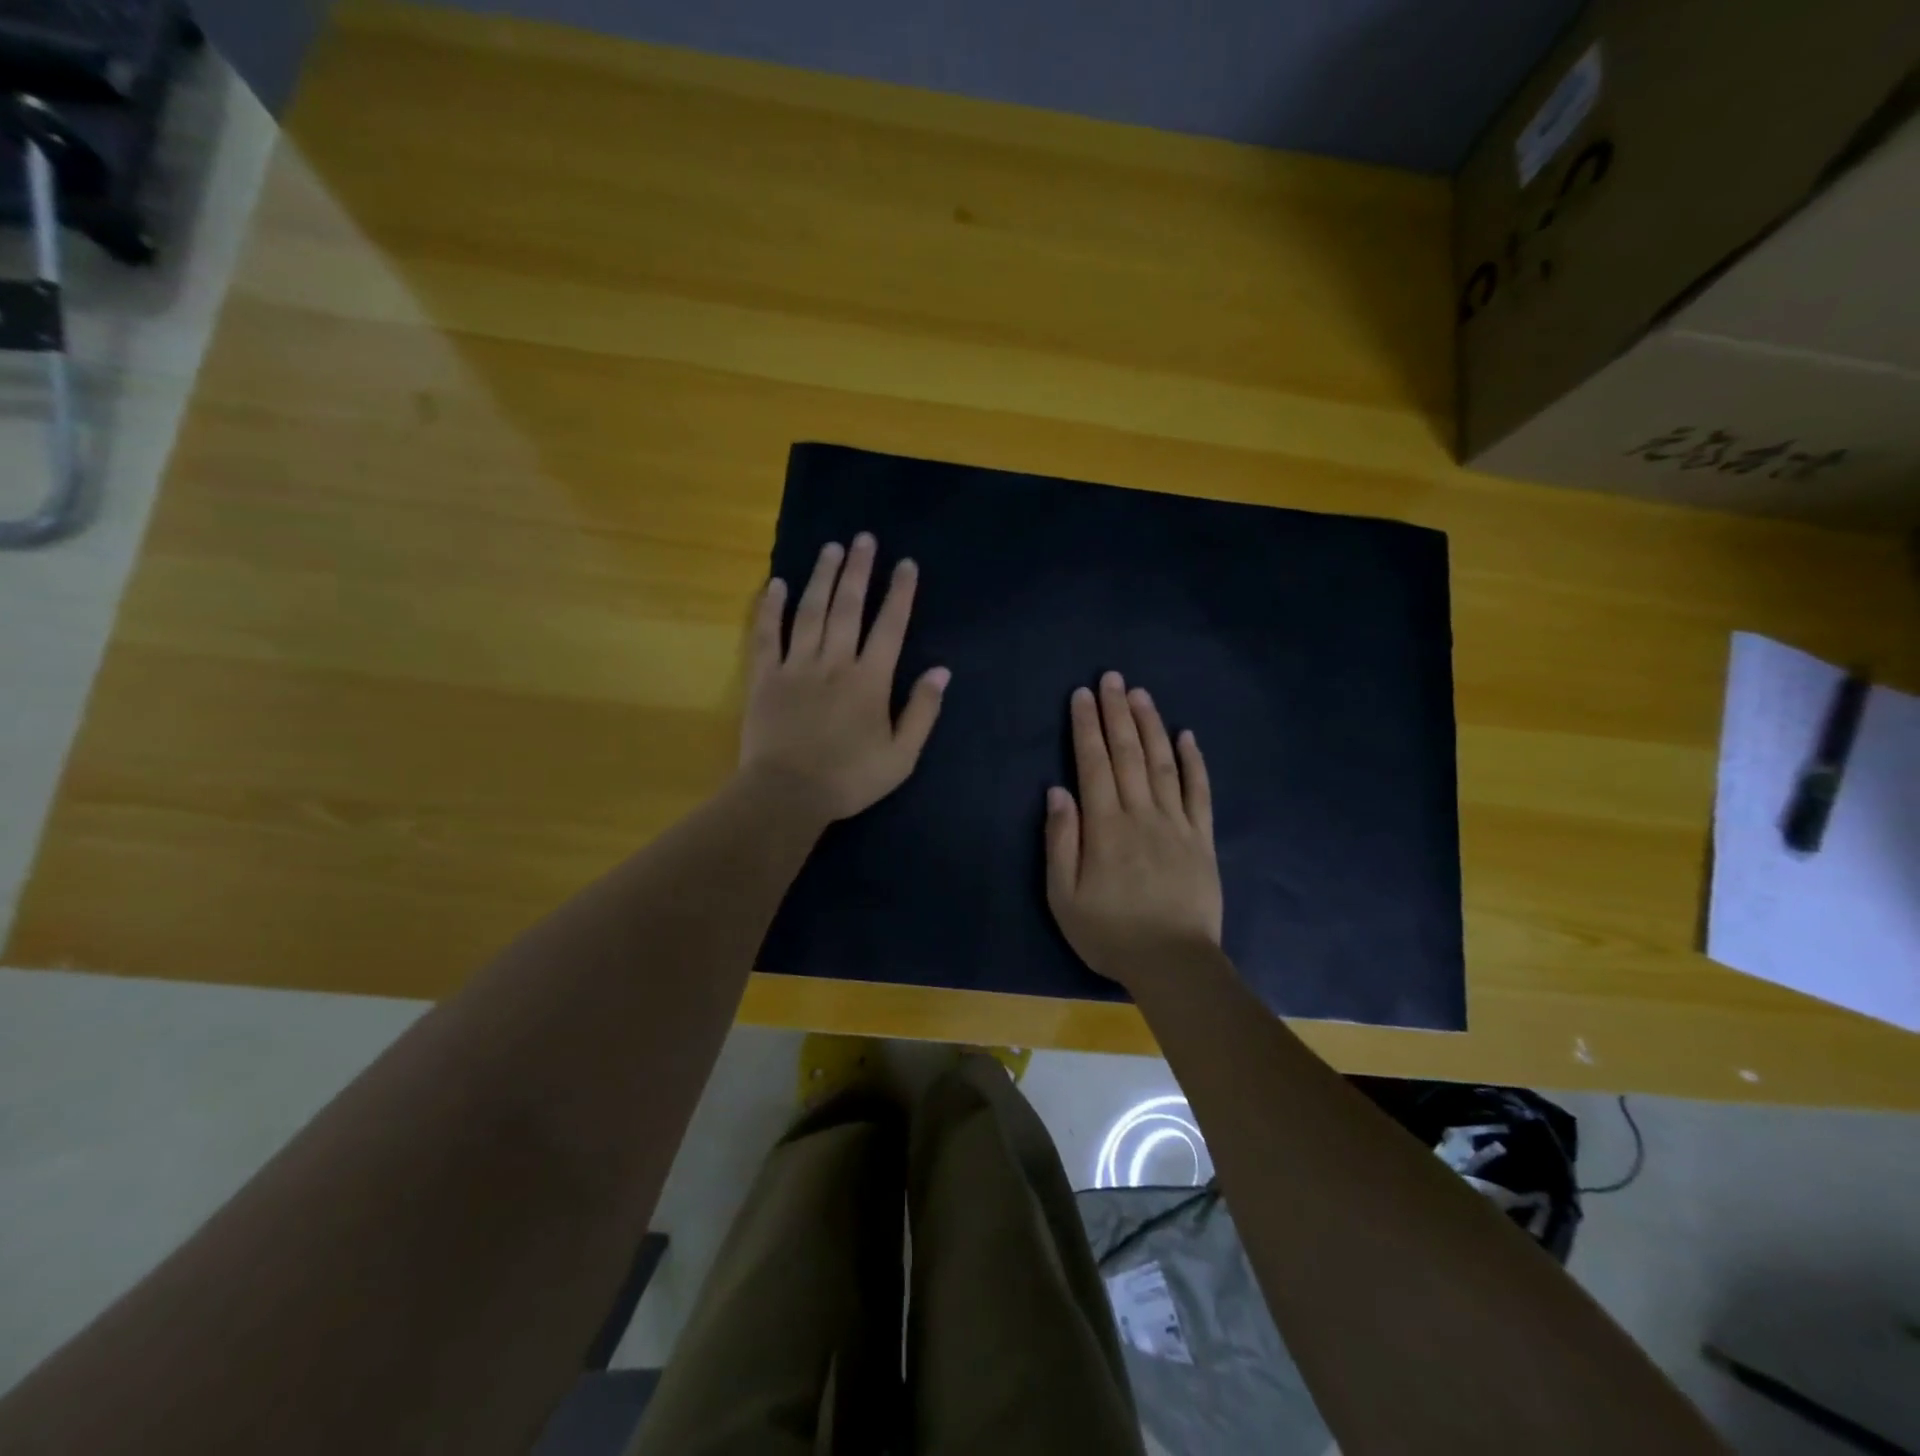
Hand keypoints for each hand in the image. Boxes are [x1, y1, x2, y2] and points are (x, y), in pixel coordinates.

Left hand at [739, 533, 949, 821]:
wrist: (787, 795)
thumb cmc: (849, 779)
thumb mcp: (901, 756)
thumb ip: (922, 711)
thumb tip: (941, 671)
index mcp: (870, 680)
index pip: (890, 626)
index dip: (900, 593)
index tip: (906, 564)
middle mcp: (834, 662)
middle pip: (848, 607)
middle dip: (859, 570)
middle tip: (864, 539)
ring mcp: (796, 666)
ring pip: (810, 611)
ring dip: (822, 577)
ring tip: (831, 548)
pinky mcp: (765, 677)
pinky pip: (767, 634)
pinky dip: (770, 608)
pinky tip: (777, 584)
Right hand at [1045, 672, 1220, 988]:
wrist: (1174, 963)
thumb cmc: (1110, 933)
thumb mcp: (1064, 897)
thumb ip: (1060, 841)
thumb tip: (1057, 791)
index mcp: (1105, 826)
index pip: (1093, 764)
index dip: (1087, 726)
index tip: (1083, 695)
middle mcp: (1141, 814)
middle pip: (1129, 753)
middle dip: (1117, 713)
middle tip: (1113, 678)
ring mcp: (1177, 824)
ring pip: (1163, 763)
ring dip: (1151, 725)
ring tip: (1141, 695)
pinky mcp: (1202, 839)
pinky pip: (1199, 792)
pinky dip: (1194, 762)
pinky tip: (1187, 736)